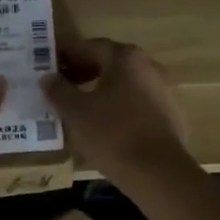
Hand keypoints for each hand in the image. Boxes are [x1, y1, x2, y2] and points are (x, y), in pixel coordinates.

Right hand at [42, 38, 189, 179]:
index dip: (68, 56)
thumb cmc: (112, 134)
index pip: (90, 46)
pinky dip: (122, 107)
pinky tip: (109, 127)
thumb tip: (48, 77)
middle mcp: (149, 65)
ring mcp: (165, 90)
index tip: (52, 68)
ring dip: (104, 90)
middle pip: (111, 62)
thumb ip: (59, 90)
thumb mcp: (76, 112)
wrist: (159, 173)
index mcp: (125, 57)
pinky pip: (140, 103)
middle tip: (64, 87)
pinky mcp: (172, 114)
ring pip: (127, 83)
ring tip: (83, 109)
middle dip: (86, 72)